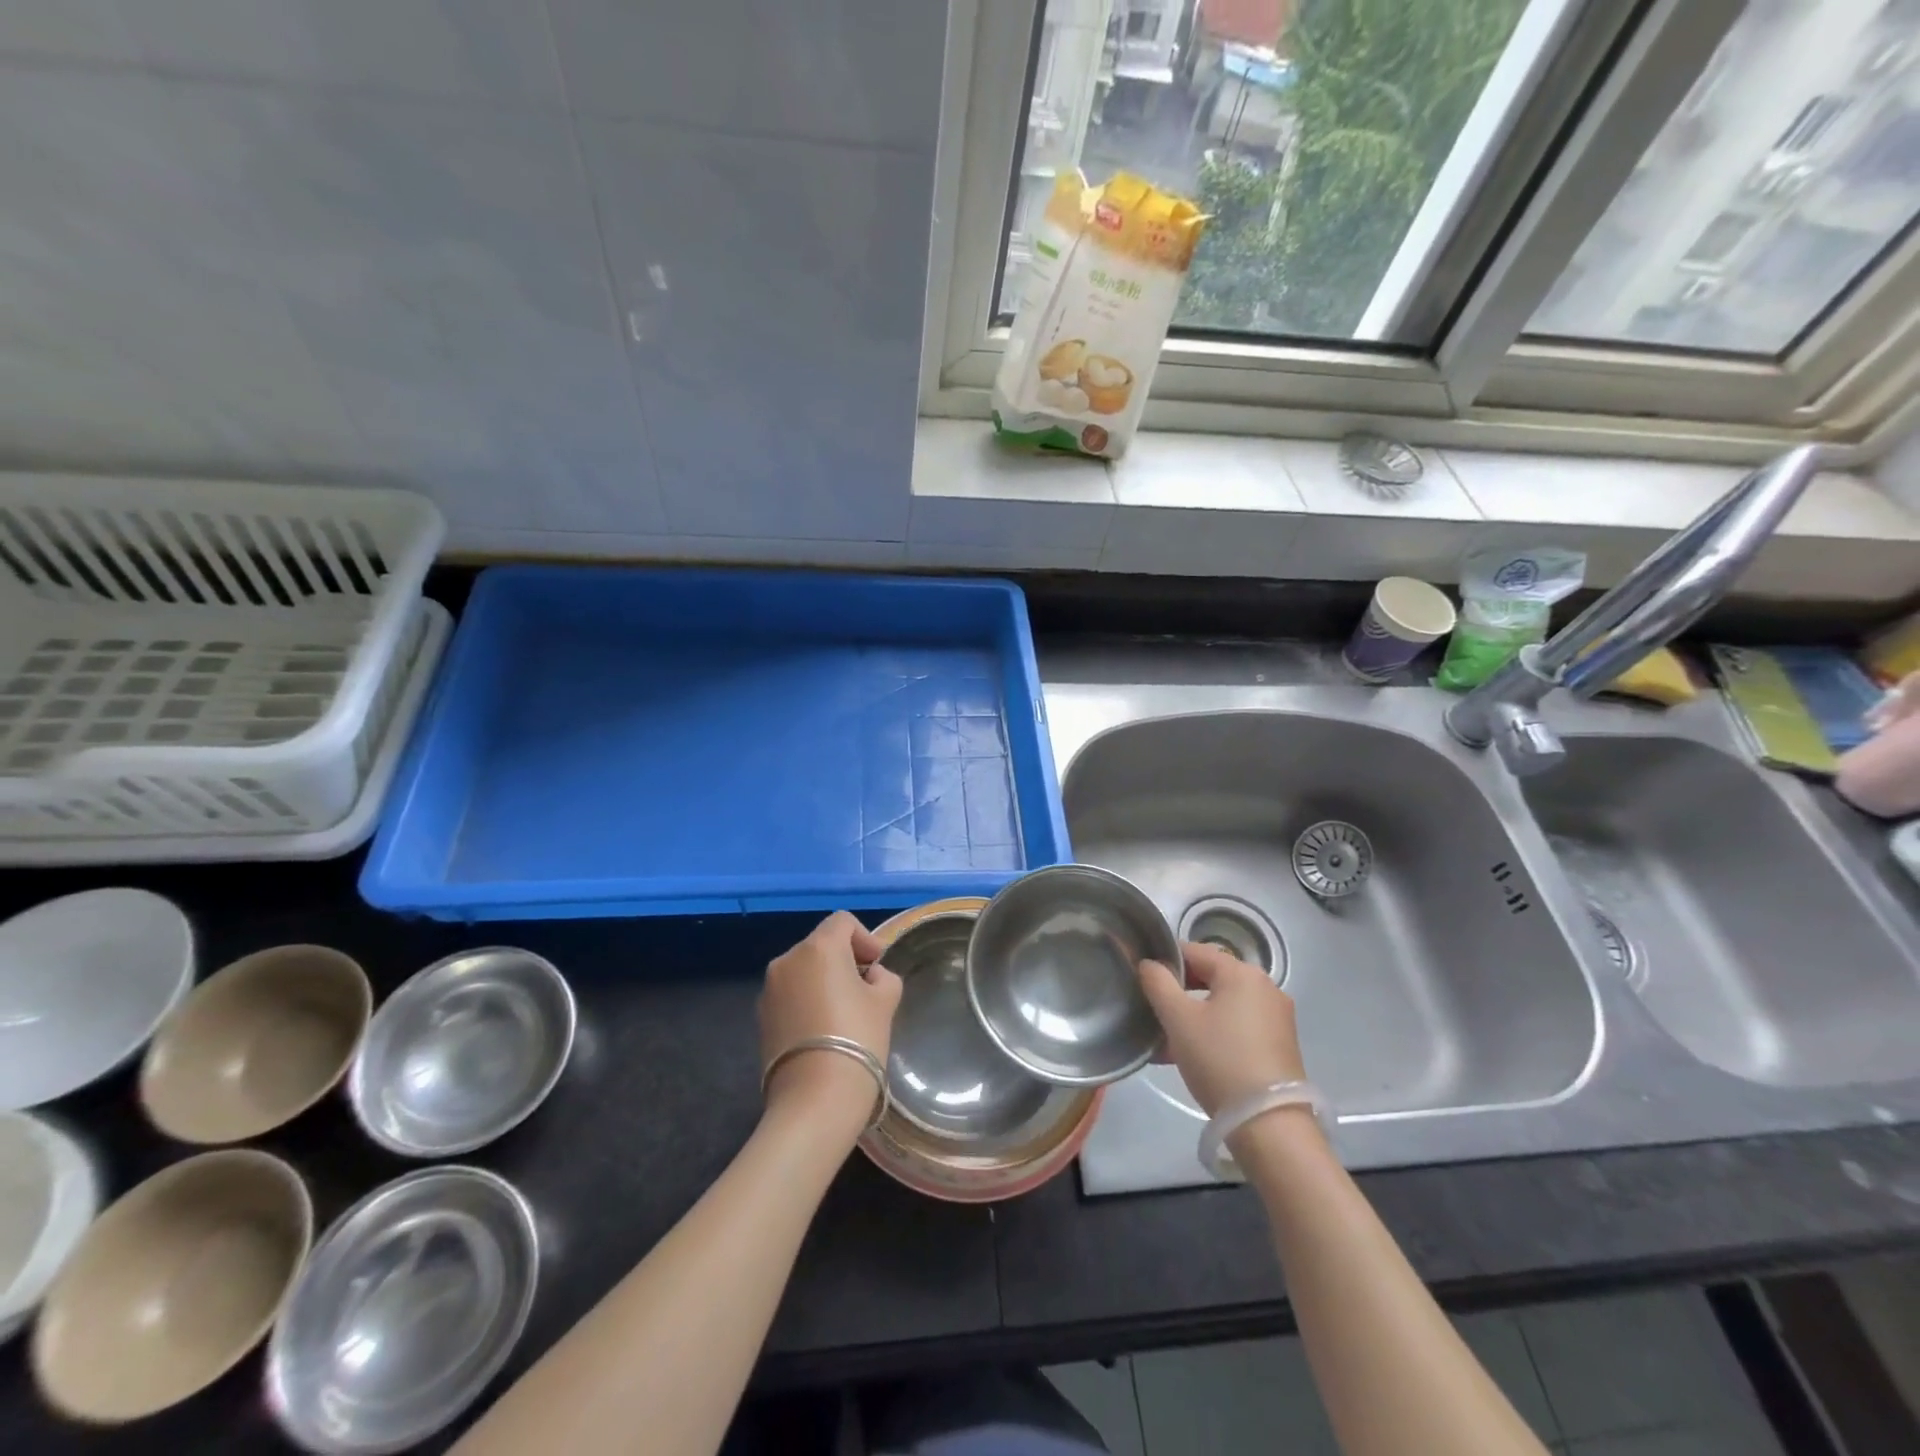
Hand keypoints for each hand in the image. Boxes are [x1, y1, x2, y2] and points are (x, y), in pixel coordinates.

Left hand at [759, 912, 902, 1126]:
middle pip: (820, 945)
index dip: (865, 937)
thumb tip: (870, 977)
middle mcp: (787, 960)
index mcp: (819, 948)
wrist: (814, 1100)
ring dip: (824, 981)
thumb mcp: (885, 1002)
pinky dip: (807, 1001)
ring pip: (803, 971)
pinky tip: (823, 1030)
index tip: (878, 964)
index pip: (842, 922)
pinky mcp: (760, 1018)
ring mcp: (769, 990)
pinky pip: (790, 996)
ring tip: (844, 1012)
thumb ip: (883, 977)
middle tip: (866, 989)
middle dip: (844, 960)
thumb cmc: (857, 1039)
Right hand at [1139, 941, 1305, 1117]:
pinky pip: (1238, 1026)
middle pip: (1210, 978)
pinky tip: (1191, 1057)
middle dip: (1178, 994)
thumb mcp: (1178, 1019)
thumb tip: (1149, 964)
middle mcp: (1265, 987)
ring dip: (1193, 1017)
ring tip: (1166, 1043)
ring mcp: (1276, 1017)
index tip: (1142, 981)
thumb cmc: (1219, 1060)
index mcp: (1242, 973)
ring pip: (1222, 1005)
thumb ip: (1158, 983)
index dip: (1164, 962)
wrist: (1269, 1125)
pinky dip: (1214, 1033)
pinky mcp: (1280, 1045)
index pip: (1194, 951)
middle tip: (1153, 1014)